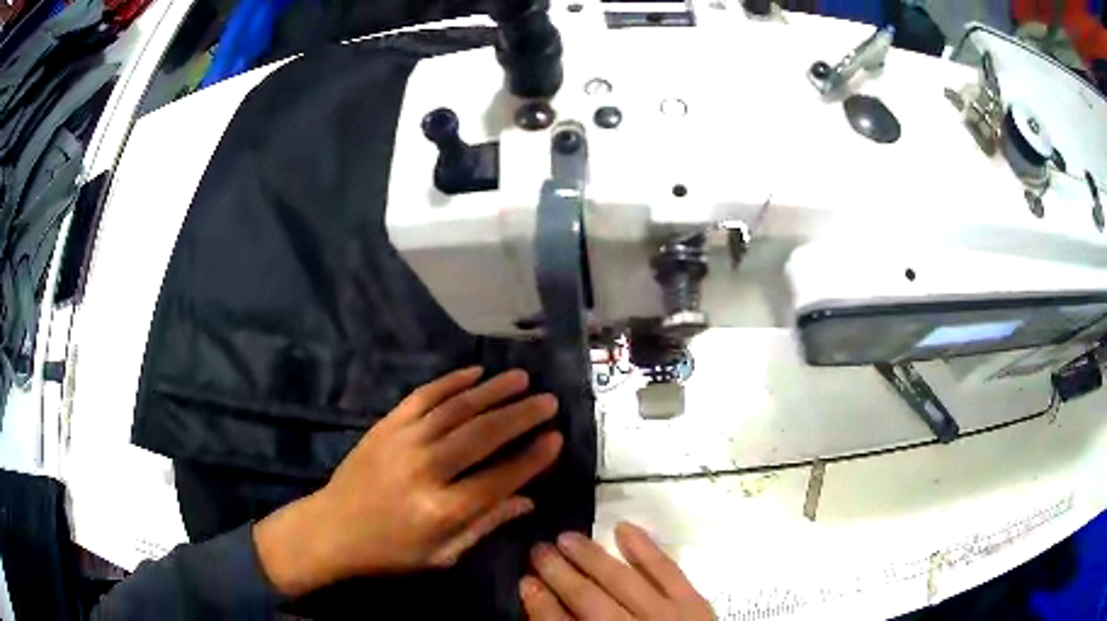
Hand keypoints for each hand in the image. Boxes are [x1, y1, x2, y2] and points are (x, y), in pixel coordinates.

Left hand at [254, 367, 562, 596]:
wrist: (332, 528)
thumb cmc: (391, 551)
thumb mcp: (442, 554)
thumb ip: (485, 525)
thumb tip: (528, 500)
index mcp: (442, 510)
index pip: (499, 478)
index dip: (532, 458)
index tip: (556, 438)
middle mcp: (425, 470)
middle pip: (482, 435)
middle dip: (520, 415)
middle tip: (548, 401)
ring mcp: (402, 441)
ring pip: (457, 409)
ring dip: (493, 391)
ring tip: (522, 379)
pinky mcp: (385, 425)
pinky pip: (423, 396)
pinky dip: (451, 382)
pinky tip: (475, 373)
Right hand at [521, 522, 713, 620]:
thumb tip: (544, 605)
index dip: (540, 604)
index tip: (524, 581)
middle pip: (587, 599)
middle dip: (559, 574)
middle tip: (538, 550)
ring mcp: (665, 616)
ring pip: (621, 580)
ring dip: (591, 557)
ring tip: (566, 537)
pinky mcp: (694, 603)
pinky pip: (666, 570)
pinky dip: (644, 549)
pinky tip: (623, 528)